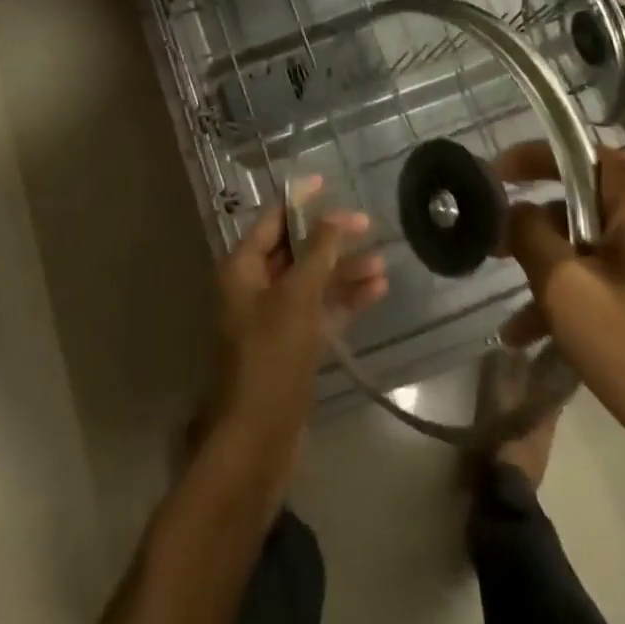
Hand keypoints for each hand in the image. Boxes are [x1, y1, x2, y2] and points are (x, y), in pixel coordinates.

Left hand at [209, 178, 387, 478]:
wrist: (257, 441)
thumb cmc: (271, 358)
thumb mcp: (297, 298)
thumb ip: (318, 254)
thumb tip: (336, 217)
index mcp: (242, 268)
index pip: (272, 220)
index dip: (299, 200)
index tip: (327, 181)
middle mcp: (254, 288)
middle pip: (295, 251)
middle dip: (331, 239)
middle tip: (369, 227)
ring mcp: (273, 319)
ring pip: (312, 283)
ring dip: (344, 272)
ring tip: (383, 264)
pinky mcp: (291, 347)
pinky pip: (319, 312)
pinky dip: (344, 301)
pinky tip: (375, 291)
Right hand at [497, 142, 624, 509]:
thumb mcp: (569, 294)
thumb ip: (530, 235)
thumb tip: (517, 210)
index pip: (574, 152)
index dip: (523, 164)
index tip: (485, 183)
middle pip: (589, 199)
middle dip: (541, 233)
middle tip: (498, 262)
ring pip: (608, 241)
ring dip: (564, 274)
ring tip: (521, 325)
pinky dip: (599, 290)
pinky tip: (560, 338)